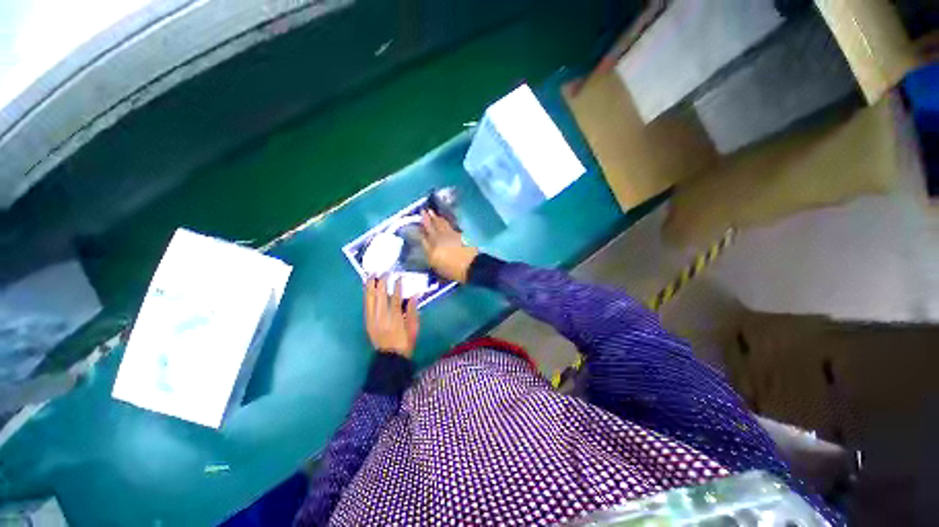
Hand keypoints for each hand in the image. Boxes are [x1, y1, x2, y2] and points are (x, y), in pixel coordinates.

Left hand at [364, 275, 418, 357]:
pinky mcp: (367, 322)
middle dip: (381, 282)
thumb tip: (414, 295)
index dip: (396, 286)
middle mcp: (381, 317)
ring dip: (370, 285)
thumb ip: (413, 310)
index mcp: (395, 319)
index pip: (395, 298)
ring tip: (371, 274)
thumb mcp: (414, 327)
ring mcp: (372, 319)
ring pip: (369, 299)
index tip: (398, 276)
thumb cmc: (406, 342)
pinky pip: (366, 305)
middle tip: (384, 271)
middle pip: (379, 296)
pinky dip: (366, 295)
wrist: (390, 358)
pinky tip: (366, 287)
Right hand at [420, 209, 477, 282]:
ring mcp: (449, 236)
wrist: (472, 267)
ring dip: (435, 217)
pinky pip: (448, 226)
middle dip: (426, 219)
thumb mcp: (439, 269)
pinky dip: (444, 221)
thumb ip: (432, 258)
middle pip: (431, 228)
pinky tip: (442, 219)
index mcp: (432, 252)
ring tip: (431, 211)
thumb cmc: (455, 272)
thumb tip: (430, 251)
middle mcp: (438, 241)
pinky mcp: (458, 234)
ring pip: (440, 224)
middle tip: (423, 211)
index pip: (423, 239)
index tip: (418, 225)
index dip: (420, 231)